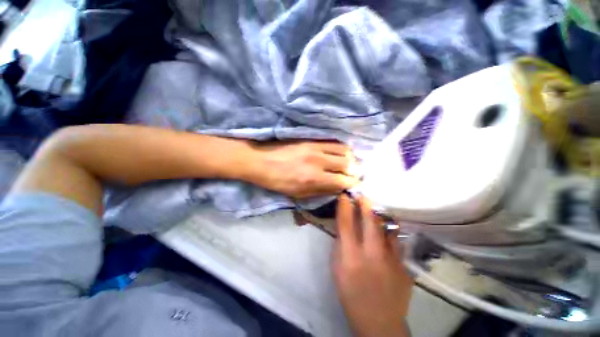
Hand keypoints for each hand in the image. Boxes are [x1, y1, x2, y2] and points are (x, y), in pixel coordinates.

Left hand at [249, 141, 359, 197]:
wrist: (261, 161)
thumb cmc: (278, 181)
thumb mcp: (298, 193)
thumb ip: (321, 191)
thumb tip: (338, 187)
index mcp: (314, 178)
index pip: (344, 181)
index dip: (352, 184)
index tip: (353, 184)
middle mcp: (319, 161)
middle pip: (348, 163)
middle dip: (354, 170)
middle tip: (353, 174)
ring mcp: (315, 147)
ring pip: (344, 149)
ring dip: (349, 158)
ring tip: (347, 163)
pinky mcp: (311, 139)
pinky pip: (333, 141)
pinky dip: (340, 148)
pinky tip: (339, 153)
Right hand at [333, 194, 412, 336]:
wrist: (379, 321)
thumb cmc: (351, 294)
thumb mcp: (337, 269)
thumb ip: (340, 245)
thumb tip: (344, 227)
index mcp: (351, 257)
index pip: (346, 223)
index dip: (344, 206)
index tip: (344, 195)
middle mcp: (372, 254)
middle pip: (369, 221)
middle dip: (365, 204)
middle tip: (362, 195)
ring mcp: (392, 259)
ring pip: (387, 228)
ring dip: (379, 216)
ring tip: (375, 209)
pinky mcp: (404, 265)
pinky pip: (396, 242)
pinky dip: (390, 233)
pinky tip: (387, 231)